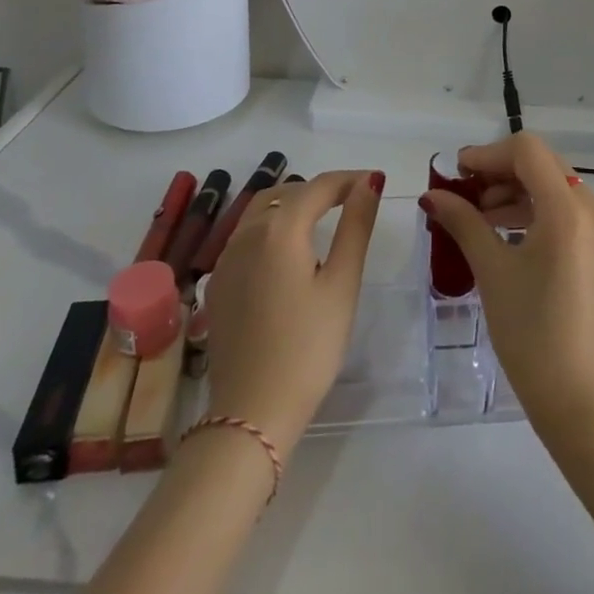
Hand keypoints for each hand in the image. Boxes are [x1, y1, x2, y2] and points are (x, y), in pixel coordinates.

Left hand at [204, 171, 382, 454]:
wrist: (251, 413)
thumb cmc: (308, 347)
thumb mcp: (342, 284)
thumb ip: (356, 226)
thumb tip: (370, 181)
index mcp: (280, 228)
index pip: (320, 186)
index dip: (350, 179)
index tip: (375, 182)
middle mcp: (247, 233)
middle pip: (287, 193)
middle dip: (321, 190)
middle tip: (352, 201)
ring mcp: (226, 258)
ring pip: (262, 210)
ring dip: (293, 204)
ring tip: (323, 219)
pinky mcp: (219, 283)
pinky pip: (246, 235)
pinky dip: (272, 227)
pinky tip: (288, 252)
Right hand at [418, 134, 593, 438]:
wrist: (589, 408)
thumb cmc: (534, 338)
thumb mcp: (493, 274)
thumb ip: (463, 223)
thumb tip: (433, 195)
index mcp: (569, 210)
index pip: (527, 150)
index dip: (488, 153)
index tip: (456, 173)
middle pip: (544, 164)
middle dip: (501, 172)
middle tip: (465, 196)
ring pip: (558, 188)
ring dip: (518, 192)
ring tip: (482, 220)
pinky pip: (571, 214)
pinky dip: (539, 213)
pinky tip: (511, 238)